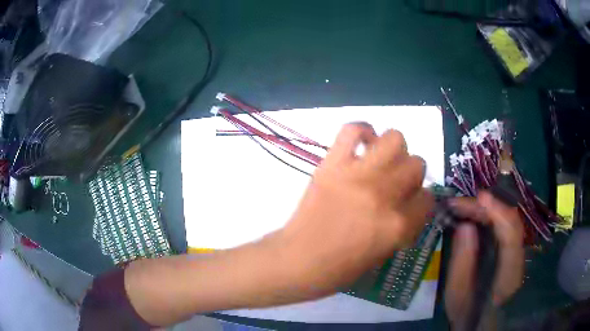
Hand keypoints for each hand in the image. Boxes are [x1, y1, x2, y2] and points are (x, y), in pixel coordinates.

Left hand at [275, 123, 433, 296]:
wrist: (299, 260)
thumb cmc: (340, 267)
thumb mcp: (385, 252)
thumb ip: (404, 225)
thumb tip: (412, 203)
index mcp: (398, 225)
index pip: (428, 198)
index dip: (421, 202)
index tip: (411, 204)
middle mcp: (384, 195)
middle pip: (417, 164)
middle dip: (411, 175)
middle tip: (395, 183)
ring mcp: (358, 175)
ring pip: (395, 139)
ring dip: (394, 150)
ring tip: (381, 162)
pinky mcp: (332, 164)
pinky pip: (352, 130)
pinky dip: (361, 131)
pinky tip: (361, 145)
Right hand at [445, 192, 524, 327]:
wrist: (481, 323)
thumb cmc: (467, 313)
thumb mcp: (457, 295)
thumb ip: (462, 263)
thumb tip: (465, 226)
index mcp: (509, 276)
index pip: (511, 235)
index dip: (498, 212)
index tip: (479, 197)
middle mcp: (518, 259)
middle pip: (509, 222)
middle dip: (485, 208)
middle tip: (458, 203)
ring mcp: (517, 253)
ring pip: (507, 221)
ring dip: (485, 210)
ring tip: (461, 207)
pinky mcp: (511, 250)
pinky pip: (503, 226)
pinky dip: (488, 217)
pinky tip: (473, 214)